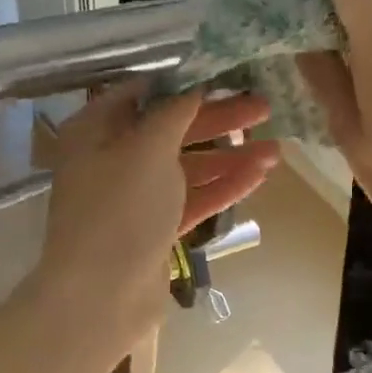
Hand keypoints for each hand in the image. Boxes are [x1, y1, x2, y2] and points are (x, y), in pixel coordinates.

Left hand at [33, 83, 278, 353]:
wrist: (101, 297)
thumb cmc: (119, 210)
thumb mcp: (147, 148)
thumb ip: (174, 112)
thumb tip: (193, 87)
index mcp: (95, 130)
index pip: (143, 93)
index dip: (185, 82)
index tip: (226, 75)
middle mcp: (112, 159)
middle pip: (172, 129)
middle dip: (218, 119)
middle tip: (264, 108)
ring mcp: (134, 197)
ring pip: (187, 167)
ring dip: (229, 156)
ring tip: (276, 150)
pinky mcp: (154, 229)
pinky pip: (192, 199)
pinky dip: (223, 186)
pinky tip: (258, 175)